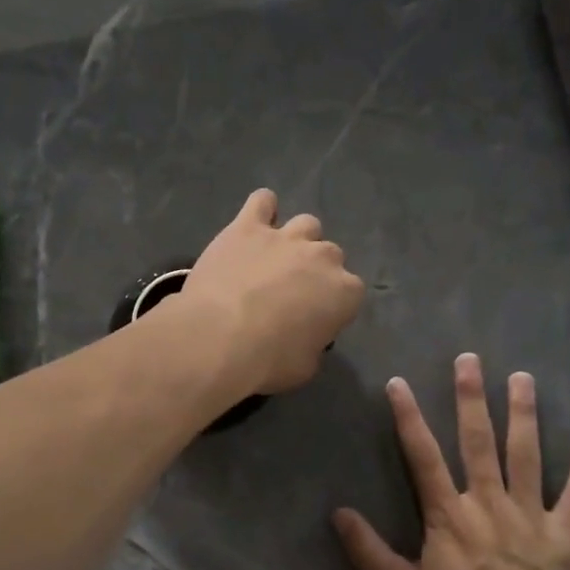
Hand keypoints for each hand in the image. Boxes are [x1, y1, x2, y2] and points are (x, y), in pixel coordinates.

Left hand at [180, 189, 364, 394]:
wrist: (218, 337)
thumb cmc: (267, 361)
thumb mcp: (304, 367)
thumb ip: (314, 344)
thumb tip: (307, 337)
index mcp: (344, 292)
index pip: (350, 293)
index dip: (332, 306)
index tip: (314, 321)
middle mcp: (322, 256)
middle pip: (329, 255)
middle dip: (315, 272)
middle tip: (290, 293)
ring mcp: (285, 237)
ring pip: (306, 225)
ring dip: (296, 240)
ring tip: (273, 260)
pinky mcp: (247, 226)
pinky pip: (262, 202)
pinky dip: (262, 211)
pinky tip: (252, 226)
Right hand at [333, 354, 569, 569]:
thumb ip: (370, 551)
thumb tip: (337, 513)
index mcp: (448, 516)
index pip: (422, 456)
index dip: (408, 417)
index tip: (399, 383)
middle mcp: (488, 504)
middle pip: (478, 442)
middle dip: (471, 398)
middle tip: (470, 359)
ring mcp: (530, 516)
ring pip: (526, 455)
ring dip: (524, 414)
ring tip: (522, 377)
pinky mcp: (565, 535)